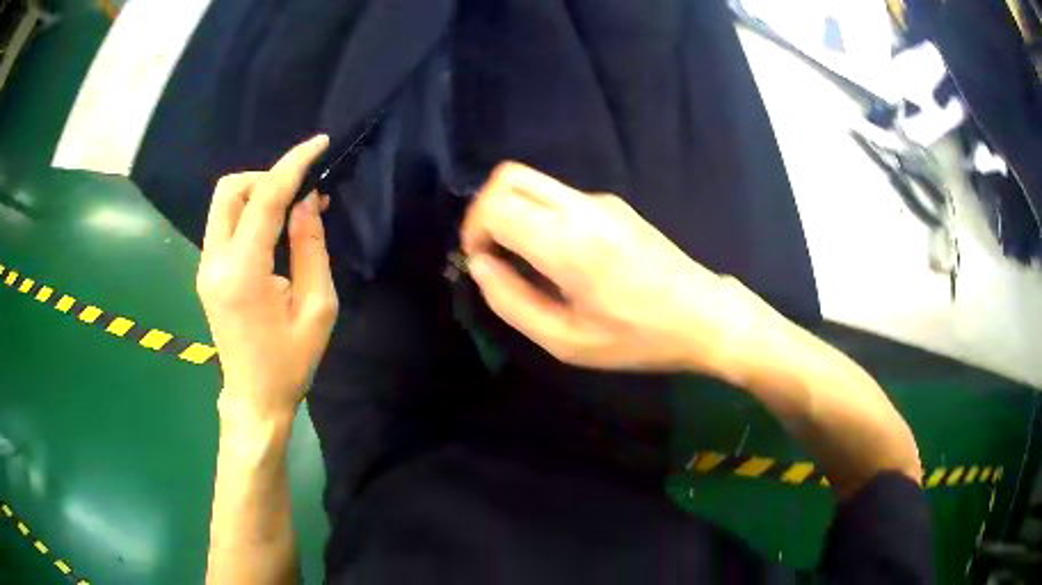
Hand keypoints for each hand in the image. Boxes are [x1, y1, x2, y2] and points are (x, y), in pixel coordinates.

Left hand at [197, 135, 338, 421]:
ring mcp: (205, 267)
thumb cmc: (290, 361)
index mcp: (243, 272)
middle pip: (230, 189)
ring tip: (289, 211)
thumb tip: (306, 201)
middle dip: (267, 177)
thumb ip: (310, 247)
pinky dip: (248, 212)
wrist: (254, 397)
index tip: (318, 144)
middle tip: (300, 194)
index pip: (264, 199)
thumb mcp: (317, 307)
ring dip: (257, 193)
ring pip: (223, 203)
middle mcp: (215, 262)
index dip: (293, 165)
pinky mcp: (207, 272)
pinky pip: (224, 224)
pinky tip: (272, 230)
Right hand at [461, 162, 765, 374]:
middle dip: (486, 210)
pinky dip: (539, 216)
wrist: (703, 315)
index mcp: (567, 241)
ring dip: (513, 212)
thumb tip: (479, 265)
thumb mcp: (566, 341)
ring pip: (533, 182)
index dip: (473, 229)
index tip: (480, 262)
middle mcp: (581, 207)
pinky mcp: (614, 205)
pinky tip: (561, 258)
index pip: (495, 203)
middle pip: (508, 176)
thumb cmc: (637, 338)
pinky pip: (559, 197)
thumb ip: (511, 301)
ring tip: (525, 261)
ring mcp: (601, 200)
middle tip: (493, 252)